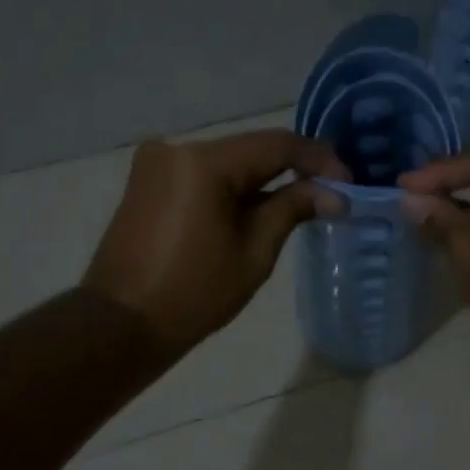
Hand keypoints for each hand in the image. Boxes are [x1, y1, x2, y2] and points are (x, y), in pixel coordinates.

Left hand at [85, 130, 347, 355]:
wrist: (121, 323)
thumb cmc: (195, 292)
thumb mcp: (255, 251)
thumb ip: (293, 208)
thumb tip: (334, 193)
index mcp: (204, 163)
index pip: (276, 145)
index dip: (318, 160)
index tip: (348, 182)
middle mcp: (177, 149)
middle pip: (250, 151)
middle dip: (292, 171)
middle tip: (329, 195)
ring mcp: (157, 164)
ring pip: (228, 163)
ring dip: (263, 182)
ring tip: (299, 207)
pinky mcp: (148, 182)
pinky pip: (204, 176)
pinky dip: (234, 189)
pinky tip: (256, 211)